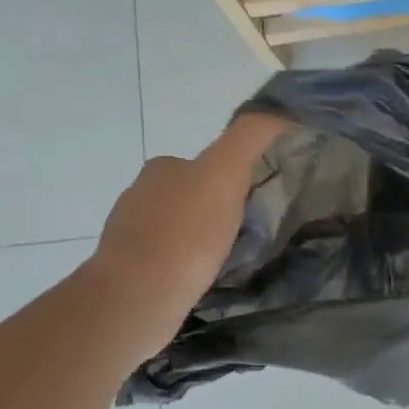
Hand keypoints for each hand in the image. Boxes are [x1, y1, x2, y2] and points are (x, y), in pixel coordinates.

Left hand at [89, 113, 288, 362]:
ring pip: (175, 229)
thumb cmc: (186, 233)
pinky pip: (165, 261)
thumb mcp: (225, 172)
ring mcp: (128, 234)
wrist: (139, 295)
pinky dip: (182, 266)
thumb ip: (250, 136)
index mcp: (162, 168)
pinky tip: (197, 282)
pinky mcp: (127, 271)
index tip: (252, 203)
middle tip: (243, 234)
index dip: (232, 179)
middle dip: (213, 210)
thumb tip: (281, 112)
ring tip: (222, 262)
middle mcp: (138, 194)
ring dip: (196, 240)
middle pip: (189, 195)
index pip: (205, 164)